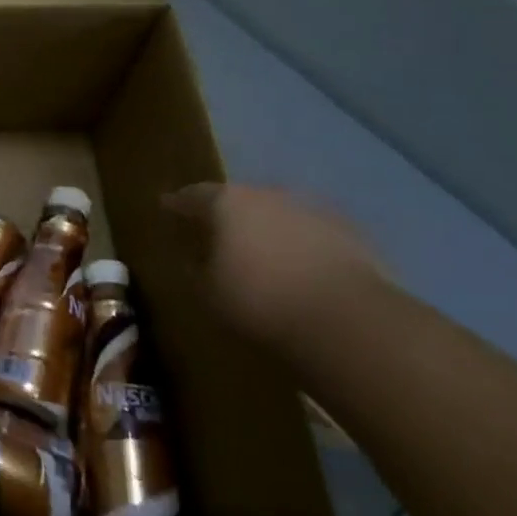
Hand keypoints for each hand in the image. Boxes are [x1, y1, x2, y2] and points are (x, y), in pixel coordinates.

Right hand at [162, 183, 386, 345]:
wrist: (348, 320)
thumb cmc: (260, 302)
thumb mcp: (208, 292)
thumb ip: (195, 269)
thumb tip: (192, 258)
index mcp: (227, 203)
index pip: (193, 195)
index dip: (178, 203)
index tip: (166, 205)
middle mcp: (268, 194)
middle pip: (240, 200)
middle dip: (228, 215)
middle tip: (217, 232)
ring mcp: (312, 210)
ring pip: (279, 214)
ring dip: (268, 229)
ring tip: (262, 253)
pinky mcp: (350, 232)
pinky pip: (313, 234)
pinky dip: (302, 246)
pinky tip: (302, 269)